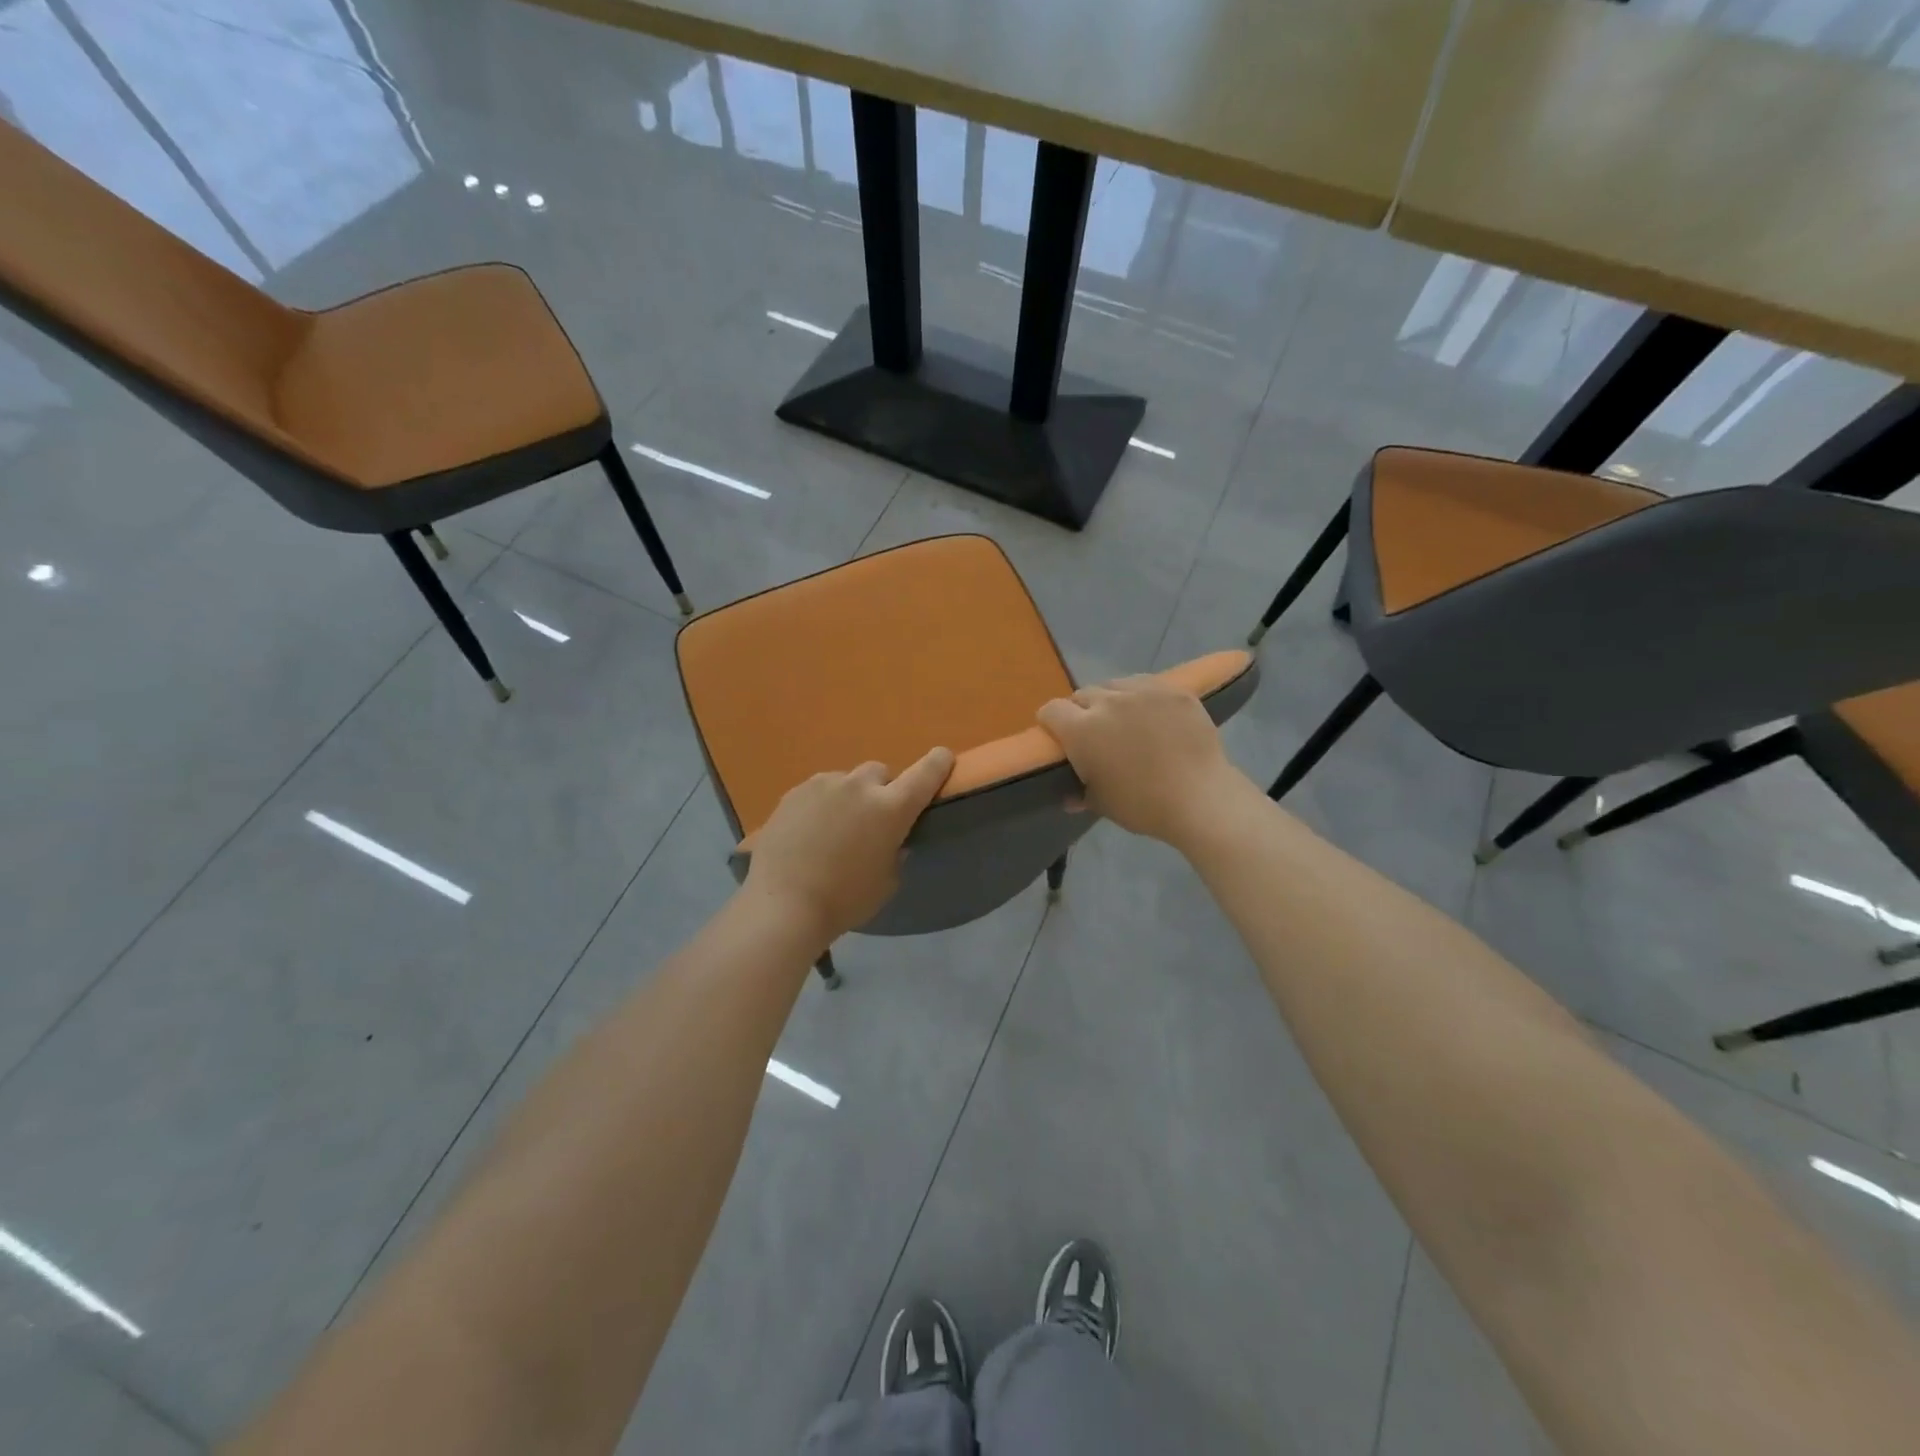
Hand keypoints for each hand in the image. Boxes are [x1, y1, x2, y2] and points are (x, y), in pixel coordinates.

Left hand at [743, 746, 954, 947]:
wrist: (783, 904)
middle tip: (872, 819)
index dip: (938, 762)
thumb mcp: (886, 882)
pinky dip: (822, 805)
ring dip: (849, 797)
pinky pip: (818, 791)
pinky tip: (809, 832)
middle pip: (880, 773)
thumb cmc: (845, 900)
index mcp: (891, 808)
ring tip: (835, 828)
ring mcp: (823, 785)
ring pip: (846, 781)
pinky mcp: (794, 792)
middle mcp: (860, 786)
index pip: (925, 773)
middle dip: (882, 790)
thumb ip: (895, 853)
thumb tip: (890, 841)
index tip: (943, 757)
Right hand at [1037, 676, 1249, 847]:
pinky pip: (1147, 684)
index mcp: (1082, 730)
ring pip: (1115, 685)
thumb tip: (1069, 797)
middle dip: (1082, 711)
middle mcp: (1107, 701)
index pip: (1051, 710)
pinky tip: (1153, 715)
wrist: (1200, 798)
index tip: (1058, 736)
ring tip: (1125, 720)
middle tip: (1095, 733)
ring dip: (1112, 699)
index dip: (1051, 722)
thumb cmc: (1143, 806)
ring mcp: (1143, 691)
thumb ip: (1081, 793)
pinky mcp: (1173, 690)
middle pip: (1083, 694)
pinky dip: (1142, 696)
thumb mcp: (1103, 804)